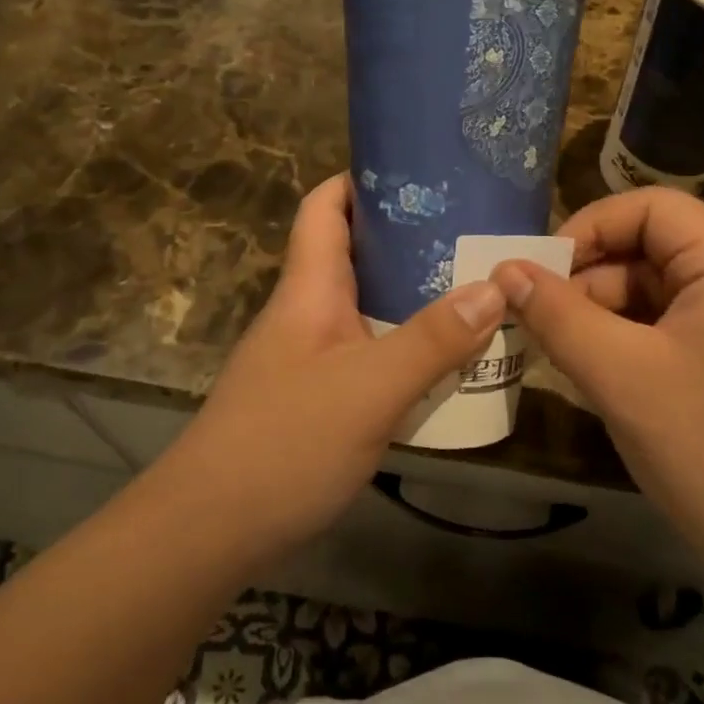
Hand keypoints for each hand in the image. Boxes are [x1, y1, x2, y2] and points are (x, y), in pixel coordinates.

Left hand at [155, 174, 505, 553]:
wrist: (210, 531)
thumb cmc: (284, 443)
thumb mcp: (369, 389)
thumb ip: (432, 340)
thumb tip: (494, 287)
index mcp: (309, 289)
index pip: (325, 207)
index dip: (362, 179)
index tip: (421, 172)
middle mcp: (307, 312)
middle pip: (356, 255)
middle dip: (411, 239)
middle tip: (474, 233)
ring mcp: (310, 357)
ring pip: (368, 307)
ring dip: (415, 298)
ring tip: (476, 289)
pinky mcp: (318, 397)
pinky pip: (370, 353)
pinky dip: (407, 347)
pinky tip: (447, 361)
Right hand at [491, 187, 703, 610]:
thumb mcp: (621, 377)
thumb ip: (557, 314)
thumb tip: (505, 269)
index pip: (651, 208)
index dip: (587, 229)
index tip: (537, 273)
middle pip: (656, 250)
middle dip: (591, 282)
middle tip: (539, 323)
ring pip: (664, 292)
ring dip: (608, 317)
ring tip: (563, 355)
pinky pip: (682, 327)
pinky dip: (637, 342)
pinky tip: (603, 377)